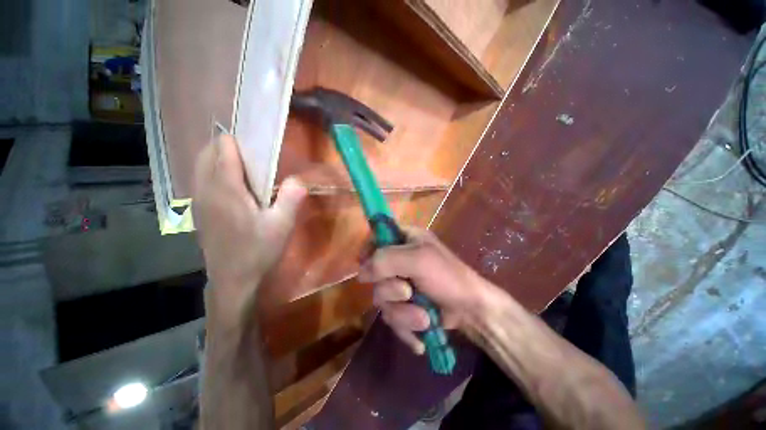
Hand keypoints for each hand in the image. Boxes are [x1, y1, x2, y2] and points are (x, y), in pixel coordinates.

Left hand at [193, 134, 306, 329]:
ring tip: (244, 166)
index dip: (238, 140)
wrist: (233, 280)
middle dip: (227, 146)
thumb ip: (292, 198)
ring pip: (201, 166)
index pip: (223, 149)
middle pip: (207, 153)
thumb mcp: (282, 225)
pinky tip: (232, 186)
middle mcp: (206, 189)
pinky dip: (212, 172)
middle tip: (254, 156)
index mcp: (226, 189)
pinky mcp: (198, 212)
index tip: (257, 143)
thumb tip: (298, 178)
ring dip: (218, 158)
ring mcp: (198, 201)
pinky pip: (200, 180)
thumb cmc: (258, 251)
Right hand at [358, 228, 490, 354]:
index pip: (375, 238)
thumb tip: (360, 272)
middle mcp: (399, 259)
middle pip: (374, 275)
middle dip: (391, 291)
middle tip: (408, 293)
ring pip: (382, 300)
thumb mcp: (418, 260)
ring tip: (424, 318)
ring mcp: (400, 283)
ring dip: (403, 313)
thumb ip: (386, 260)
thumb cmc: (448, 277)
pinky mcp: (404, 305)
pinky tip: (420, 337)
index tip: (368, 268)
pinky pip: (392, 317)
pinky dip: (405, 328)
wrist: (471, 310)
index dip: (367, 251)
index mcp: (404, 240)